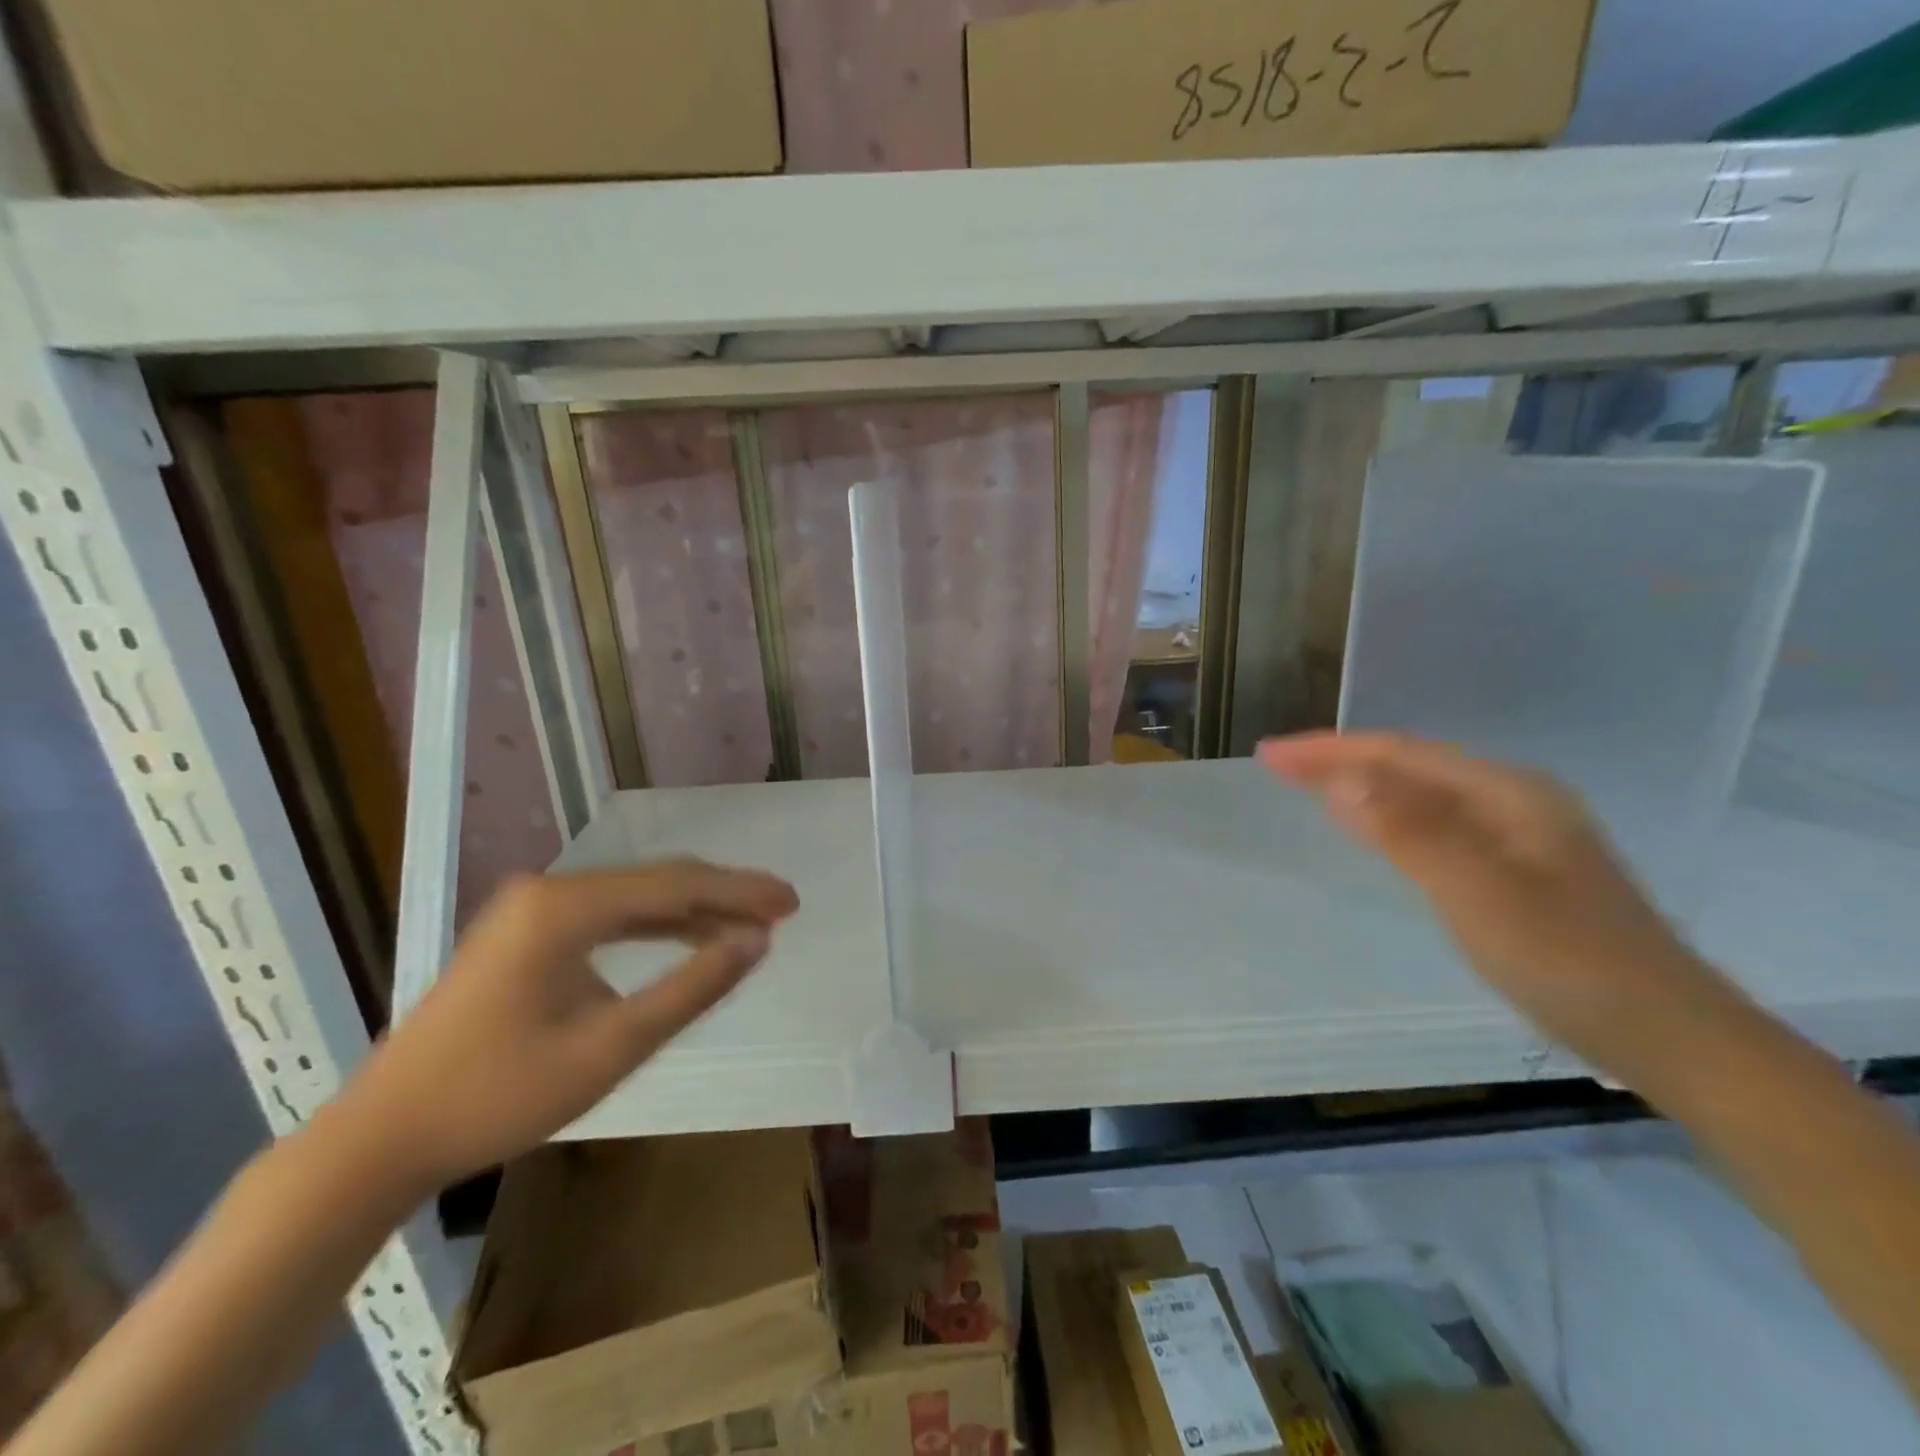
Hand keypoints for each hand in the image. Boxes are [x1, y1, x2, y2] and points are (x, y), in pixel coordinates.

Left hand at [337, 863, 798, 1190]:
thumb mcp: (610, 1048)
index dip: (740, 891)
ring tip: (748, 924)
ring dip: (693, 910)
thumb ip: (691, 989)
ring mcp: (532, 909)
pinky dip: (655, 926)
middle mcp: (549, 890)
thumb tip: (756, 942)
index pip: (676, 884)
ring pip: (634, 896)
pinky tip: (687, 937)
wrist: (380, 1139)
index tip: (792, 901)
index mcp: (565, 906)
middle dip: (723, 894)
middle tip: (781, 910)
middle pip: (657, 881)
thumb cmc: (497, 1096)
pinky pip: (607, 916)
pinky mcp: (524, 933)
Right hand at [1258, 731, 1728, 1072]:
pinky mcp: (1517, 867)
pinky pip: (1433, 822)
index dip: (1329, 750)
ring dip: (1361, 783)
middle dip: (1338, 759)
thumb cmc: (1569, 962)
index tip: (1268, 754)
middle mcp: (1513, 800)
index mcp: (1507, 793)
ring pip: (1421, 792)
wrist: (1668, 1037)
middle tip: (1275, 765)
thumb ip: (1411, 831)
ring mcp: (1519, 834)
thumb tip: (1341, 777)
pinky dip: (1388, 814)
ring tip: (1306, 784)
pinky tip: (1372, 826)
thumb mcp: (1480, 894)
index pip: (1399, 753)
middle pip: (1409, 764)